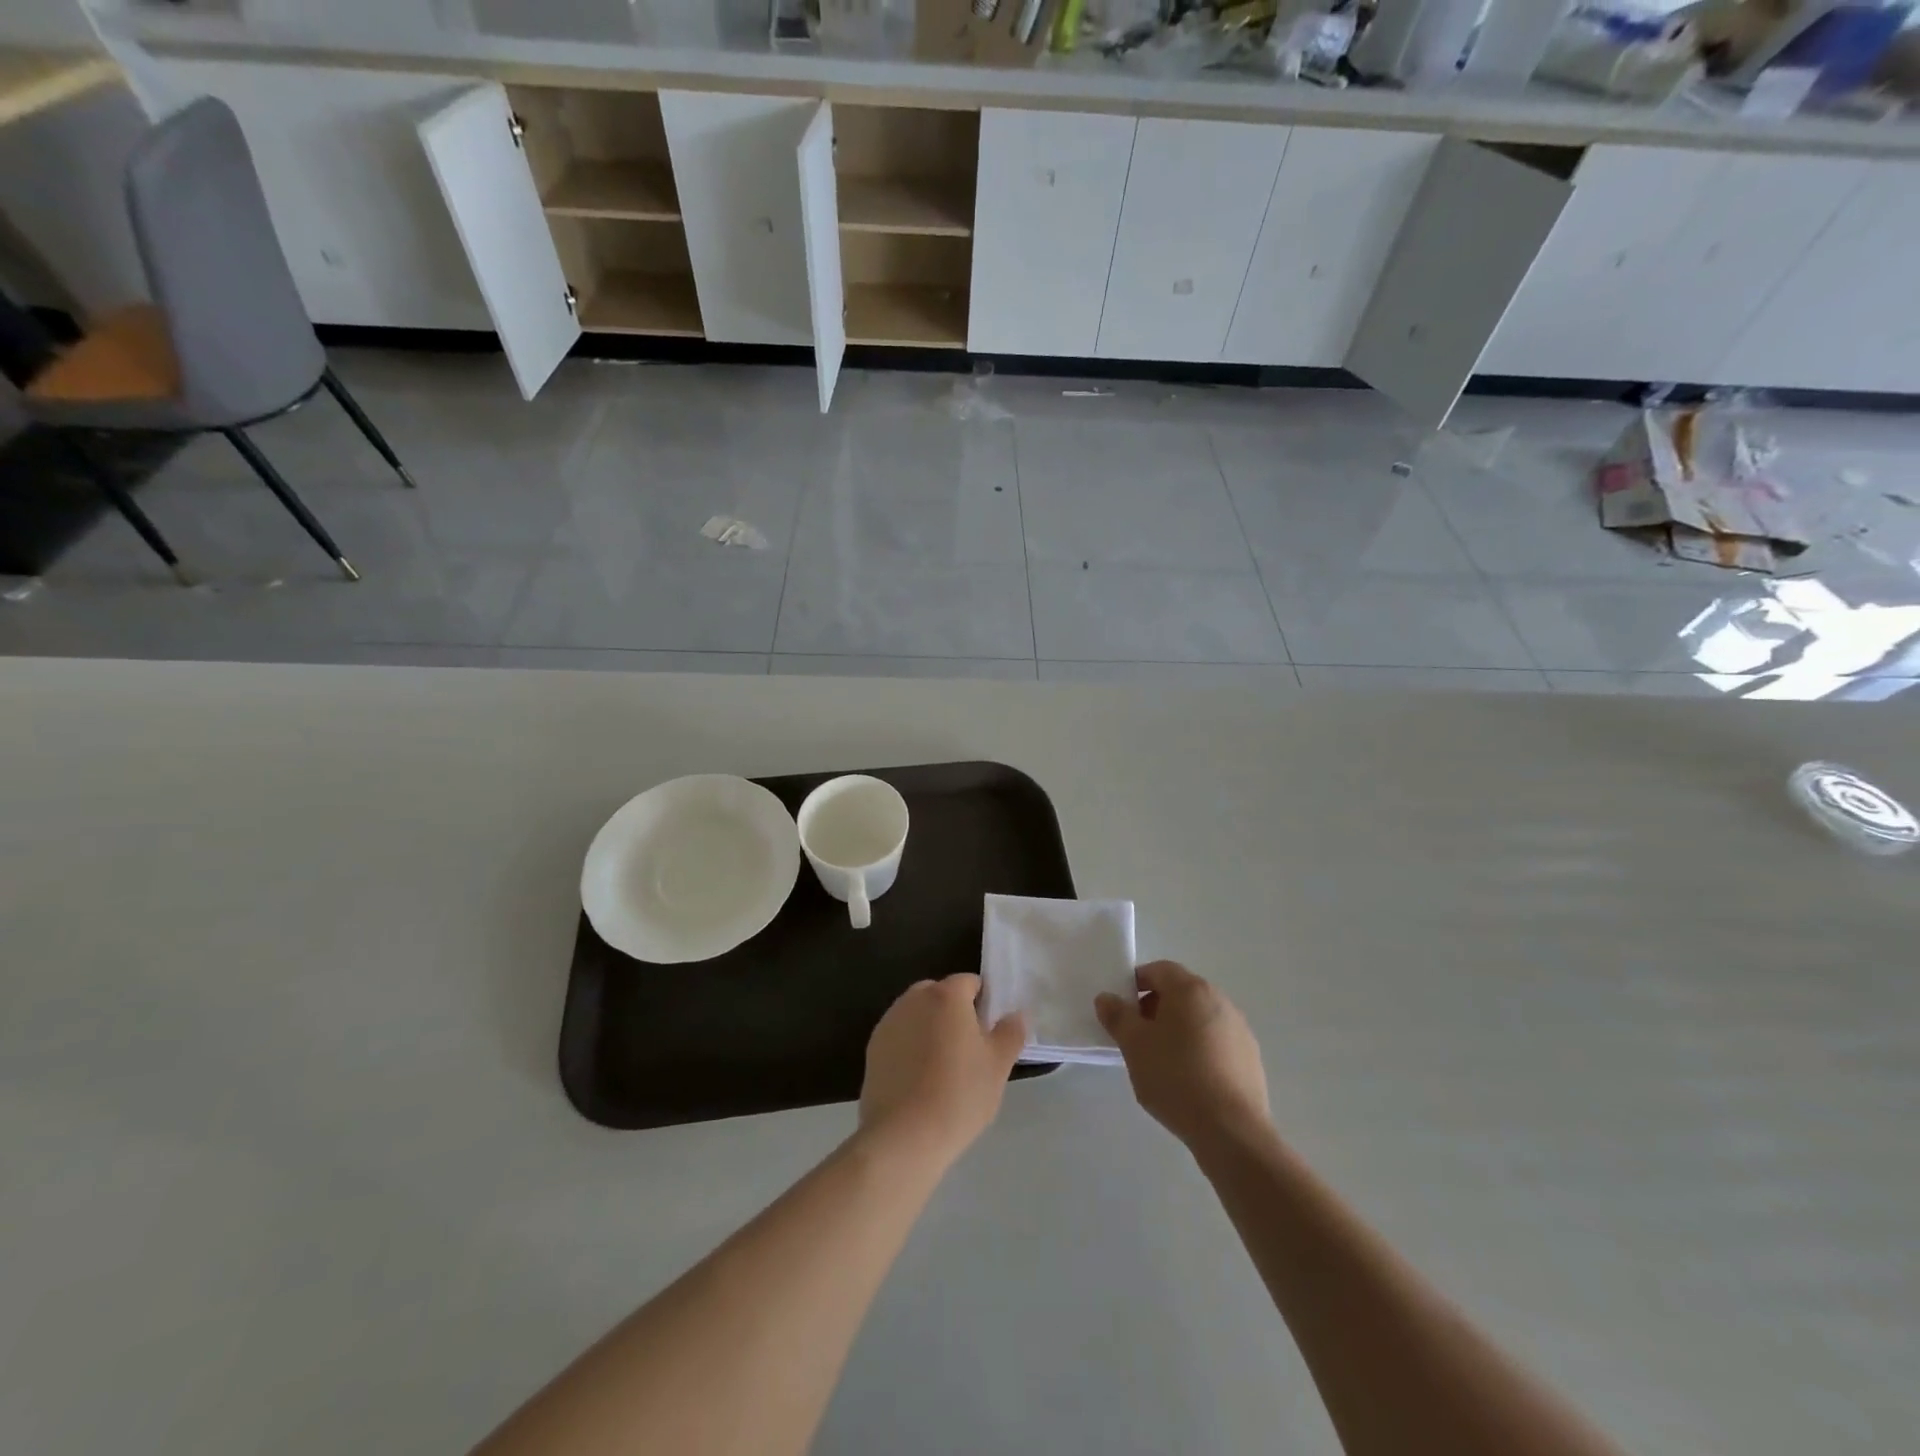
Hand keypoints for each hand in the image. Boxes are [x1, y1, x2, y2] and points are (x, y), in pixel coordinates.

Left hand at [860, 974, 1025, 1163]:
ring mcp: (889, 1022)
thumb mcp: (998, 1065)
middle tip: (969, 1050)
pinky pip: (900, 1037)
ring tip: (943, 1068)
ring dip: (930, 1028)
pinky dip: (910, 1047)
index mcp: (946, 995)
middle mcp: (914, 999)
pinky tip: (919, 1081)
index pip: (970, 982)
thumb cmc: (959, 1094)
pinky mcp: (872, 1048)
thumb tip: (1017, 1014)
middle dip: (954, 1013)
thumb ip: (1011, 1032)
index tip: (990, 1033)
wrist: (904, 1136)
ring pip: (917, 1015)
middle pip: (940, 994)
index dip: (983, 1003)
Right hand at [1095, 961, 1270, 1154]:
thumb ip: (1117, 1016)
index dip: (1136, 983)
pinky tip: (1189, 1080)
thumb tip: (1107, 998)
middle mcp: (1219, 1000)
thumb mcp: (1134, 1045)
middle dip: (1156, 1007)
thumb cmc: (1175, 1077)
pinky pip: (1216, 1042)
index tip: (1122, 1009)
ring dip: (1178, 1029)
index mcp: (1191, 989)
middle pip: (1181, 992)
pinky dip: (1199, 1050)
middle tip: (1137, 1036)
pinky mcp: (1250, 1058)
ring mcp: (1239, 1030)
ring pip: (1199, 1018)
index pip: (1159, 970)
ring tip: (1161, 1061)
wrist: (1230, 1131)